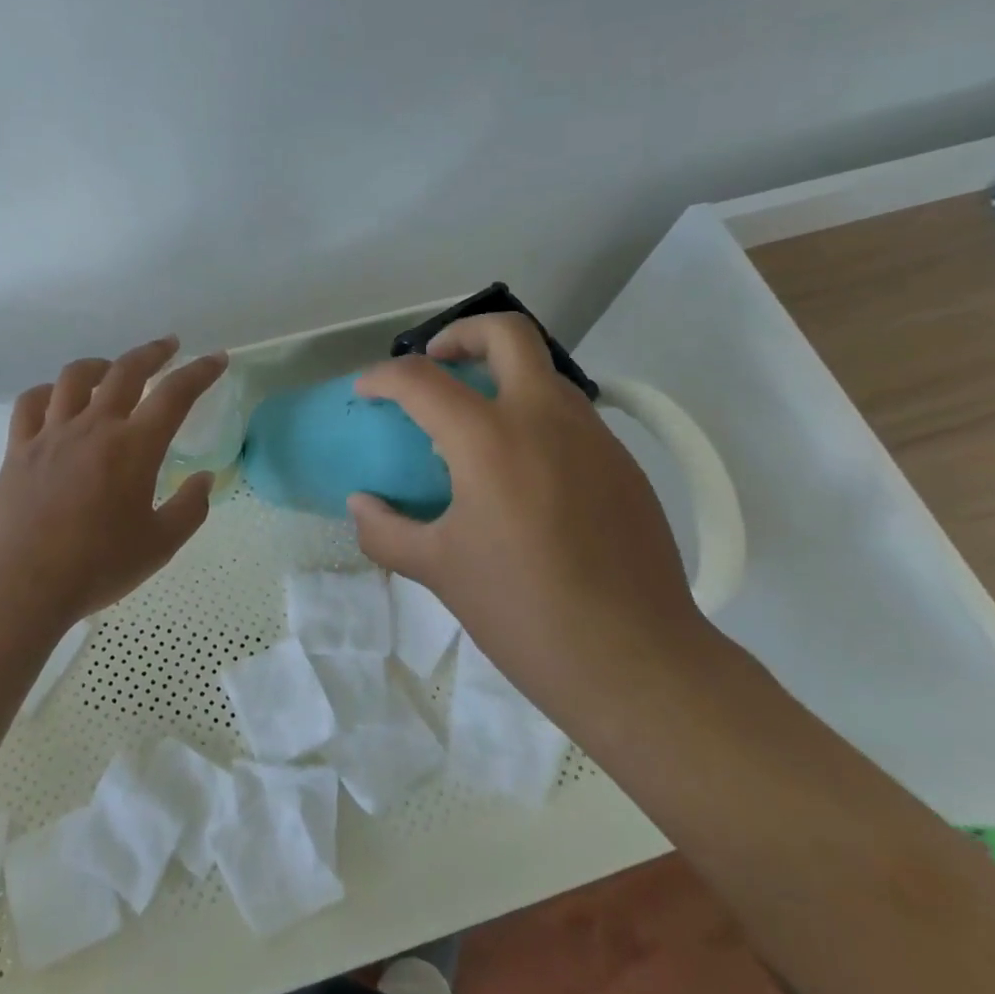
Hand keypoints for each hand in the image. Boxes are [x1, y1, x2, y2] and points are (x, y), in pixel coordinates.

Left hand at [0, 337, 228, 629]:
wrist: (21, 584)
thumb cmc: (97, 566)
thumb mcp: (160, 545)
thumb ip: (190, 508)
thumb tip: (203, 479)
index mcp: (134, 447)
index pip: (175, 394)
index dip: (200, 372)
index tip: (216, 359)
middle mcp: (93, 427)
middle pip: (125, 371)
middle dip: (152, 353)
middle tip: (168, 347)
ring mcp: (51, 434)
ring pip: (75, 377)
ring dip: (100, 364)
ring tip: (112, 369)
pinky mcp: (19, 449)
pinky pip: (30, 403)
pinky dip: (48, 391)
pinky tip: (56, 399)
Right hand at [347, 314, 697, 666]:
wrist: (634, 659)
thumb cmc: (522, 610)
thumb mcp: (438, 570)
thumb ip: (385, 530)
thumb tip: (360, 504)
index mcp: (490, 440)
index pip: (424, 379)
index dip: (384, 377)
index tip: (367, 392)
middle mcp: (545, 419)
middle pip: (507, 334)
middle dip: (461, 334)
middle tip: (435, 364)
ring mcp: (594, 437)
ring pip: (545, 372)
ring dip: (502, 377)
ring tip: (473, 426)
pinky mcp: (623, 463)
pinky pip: (570, 415)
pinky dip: (534, 417)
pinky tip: (520, 474)